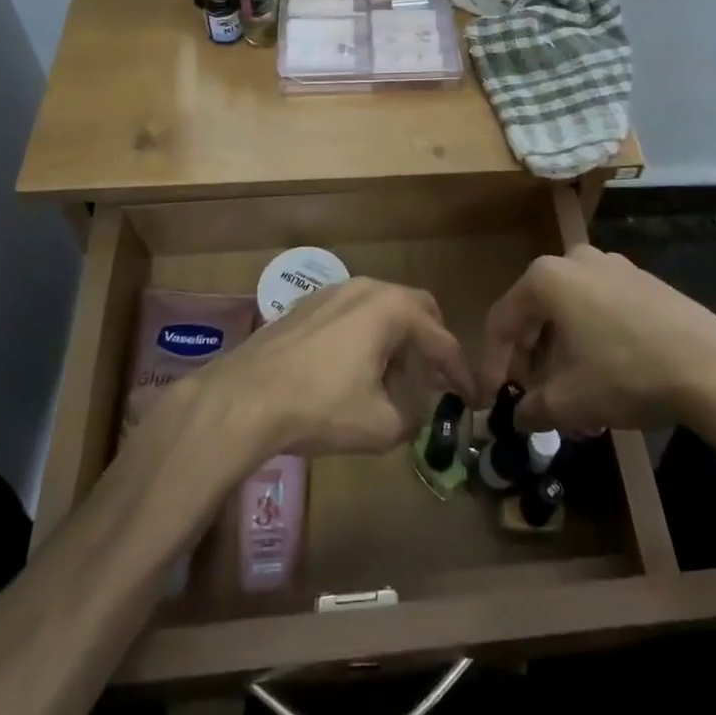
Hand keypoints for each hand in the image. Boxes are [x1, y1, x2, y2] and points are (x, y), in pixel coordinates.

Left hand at [202, 278, 474, 459]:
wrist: (246, 396)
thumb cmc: (321, 406)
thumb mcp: (379, 426)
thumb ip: (411, 419)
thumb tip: (414, 414)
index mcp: (391, 309)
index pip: (440, 339)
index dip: (459, 371)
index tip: (470, 397)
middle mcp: (367, 289)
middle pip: (416, 309)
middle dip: (431, 342)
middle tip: (435, 378)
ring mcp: (334, 291)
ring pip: (382, 309)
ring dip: (397, 340)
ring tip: (393, 380)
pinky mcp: (308, 304)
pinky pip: (354, 313)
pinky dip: (368, 336)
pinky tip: (354, 369)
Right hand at [477, 246, 715, 444]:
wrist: (712, 366)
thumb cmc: (626, 374)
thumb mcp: (570, 401)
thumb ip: (533, 408)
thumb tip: (518, 417)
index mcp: (546, 278)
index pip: (502, 321)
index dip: (493, 364)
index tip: (492, 400)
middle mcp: (574, 260)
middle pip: (535, 311)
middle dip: (529, 358)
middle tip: (531, 396)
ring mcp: (613, 265)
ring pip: (569, 310)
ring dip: (560, 351)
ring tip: (569, 393)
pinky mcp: (643, 280)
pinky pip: (600, 307)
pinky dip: (590, 338)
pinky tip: (603, 374)